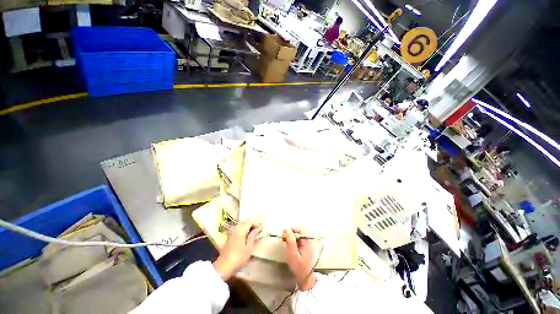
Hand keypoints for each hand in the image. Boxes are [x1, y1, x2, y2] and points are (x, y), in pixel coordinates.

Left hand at [213, 220, 261, 279]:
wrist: (223, 266)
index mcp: (241, 230)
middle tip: (257, 231)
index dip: (256, 224)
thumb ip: (253, 236)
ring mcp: (231, 232)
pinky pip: (237, 229)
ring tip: (252, 235)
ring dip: (247, 227)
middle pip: (245, 221)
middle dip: (251, 224)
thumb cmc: (238, 257)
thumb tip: (258, 228)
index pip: (250, 221)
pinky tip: (245, 238)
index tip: (260, 230)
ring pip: (241, 225)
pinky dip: (243, 230)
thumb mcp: (249, 247)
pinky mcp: (229, 237)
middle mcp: (236, 229)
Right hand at [283, 228, 316, 290]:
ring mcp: (306, 245)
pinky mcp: (304, 249)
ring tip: (284, 241)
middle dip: (291, 233)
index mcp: (307, 242)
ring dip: (291, 237)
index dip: (293, 230)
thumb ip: (290, 241)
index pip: (301, 230)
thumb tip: (287, 230)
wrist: (305, 279)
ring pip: (298, 236)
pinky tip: (288, 245)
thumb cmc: (299, 267)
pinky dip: (292, 241)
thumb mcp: (293, 254)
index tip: (285, 233)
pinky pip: (298, 241)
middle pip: (299, 232)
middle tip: (283, 237)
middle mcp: (307, 242)